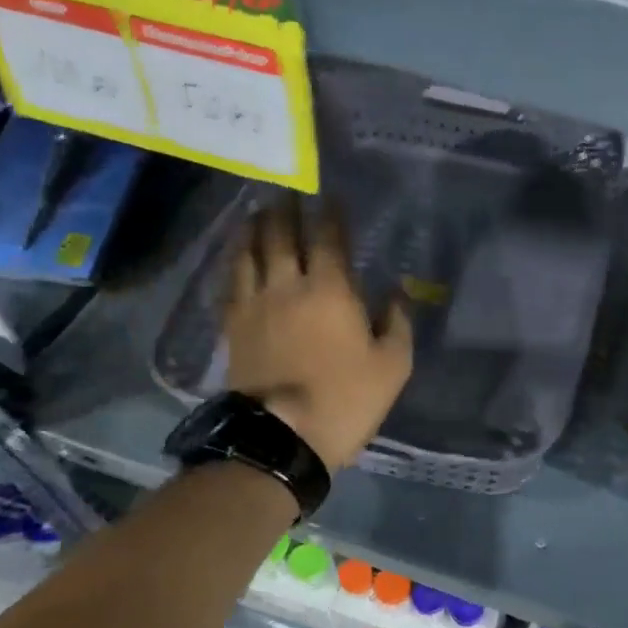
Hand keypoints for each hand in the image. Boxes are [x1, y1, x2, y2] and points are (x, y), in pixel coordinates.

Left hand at [223, 199, 412, 470]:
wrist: (281, 437)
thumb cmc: (346, 399)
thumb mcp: (393, 366)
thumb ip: (397, 322)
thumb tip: (398, 290)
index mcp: (331, 290)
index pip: (330, 238)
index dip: (332, 215)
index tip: (332, 197)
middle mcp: (288, 285)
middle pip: (281, 235)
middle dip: (286, 209)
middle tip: (286, 190)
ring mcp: (254, 304)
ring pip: (249, 252)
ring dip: (254, 227)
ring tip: (257, 212)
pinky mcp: (233, 327)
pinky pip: (230, 282)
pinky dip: (233, 261)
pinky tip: (236, 257)